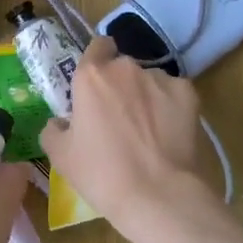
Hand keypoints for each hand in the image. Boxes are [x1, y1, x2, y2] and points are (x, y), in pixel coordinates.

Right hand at [41, 37, 209, 242]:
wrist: (158, 196)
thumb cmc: (101, 174)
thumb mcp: (60, 156)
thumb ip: (53, 129)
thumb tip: (60, 122)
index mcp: (91, 76)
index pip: (96, 46)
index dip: (97, 60)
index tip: (96, 84)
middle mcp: (126, 68)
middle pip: (122, 66)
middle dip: (120, 85)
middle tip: (118, 116)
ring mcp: (160, 79)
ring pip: (149, 80)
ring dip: (145, 96)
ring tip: (147, 130)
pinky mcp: (188, 94)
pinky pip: (173, 94)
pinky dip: (169, 107)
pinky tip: (168, 133)